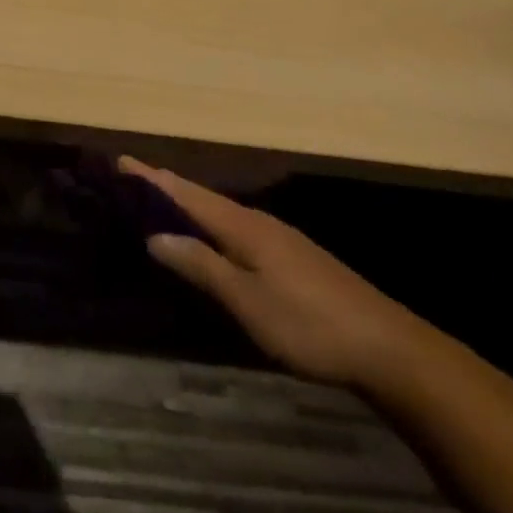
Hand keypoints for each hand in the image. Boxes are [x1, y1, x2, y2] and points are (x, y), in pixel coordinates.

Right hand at [121, 156, 430, 389]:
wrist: (392, 351)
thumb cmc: (311, 324)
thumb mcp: (247, 301)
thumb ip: (201, 266)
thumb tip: (154, 236)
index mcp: (243, 227)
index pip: (186, 194)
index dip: (152, 179)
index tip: (120, 161)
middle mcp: (259, 223)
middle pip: (203, 197)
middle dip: (166, 186)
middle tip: (131, 177)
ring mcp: (280, 239)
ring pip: (221, 212)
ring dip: (188, 204)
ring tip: (159, 201)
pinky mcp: (294, 258)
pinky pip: (236, 227)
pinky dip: (210, 223)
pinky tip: (209, 237)